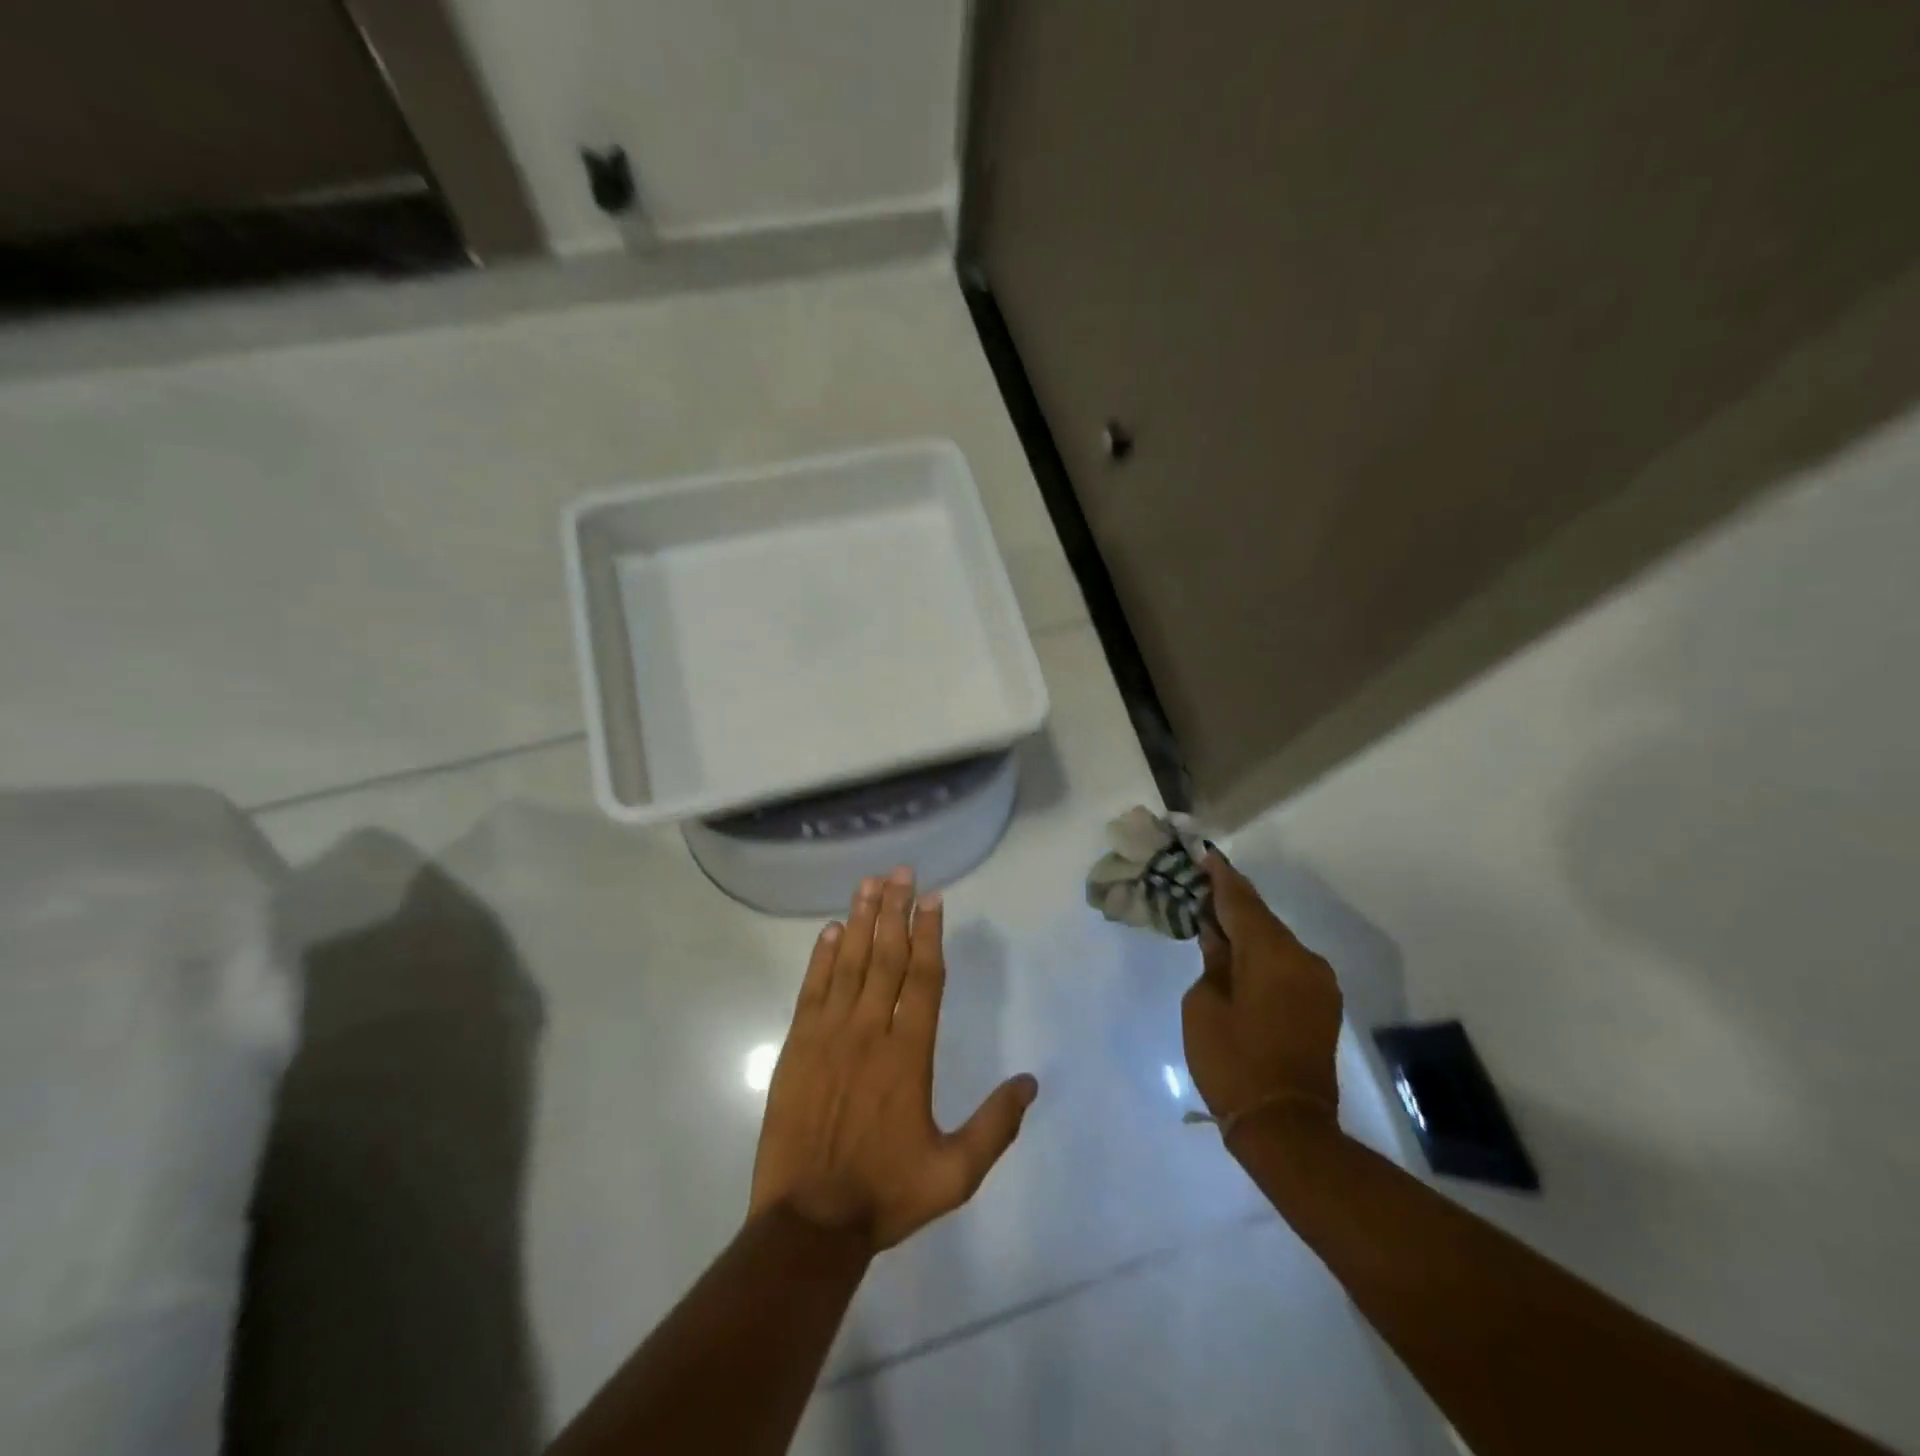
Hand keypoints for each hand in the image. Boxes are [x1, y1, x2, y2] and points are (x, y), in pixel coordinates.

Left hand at [749, 867, 1039, 1250]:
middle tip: (902, 871)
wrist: (807, 1222)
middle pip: (887, 957)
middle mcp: (870, 1032)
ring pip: (850, 964)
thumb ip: (995, 1126)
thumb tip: (1030, 1083)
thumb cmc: (885, 1194)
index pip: (923, 979)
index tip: (933, 899)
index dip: (929, 934)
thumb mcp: (955, 1174)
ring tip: (870, 882)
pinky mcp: (797, 1046)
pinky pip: (813, 989)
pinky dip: (822, 957)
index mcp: (909, 1055)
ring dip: (862, 920)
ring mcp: (829, 1035)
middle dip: (896, 910)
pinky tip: (831, 930)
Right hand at [1182, 855, 1341, 1139]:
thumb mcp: (1204, 1005)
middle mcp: (1303, 959)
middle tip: (1200, 884)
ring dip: (1246, 928)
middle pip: (1262, 918)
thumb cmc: (1232, 1061)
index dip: (1220, 878)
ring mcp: (1318, 982)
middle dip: (1231, 900)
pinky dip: (1261, 952)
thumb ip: (1214, 961)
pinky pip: (1286, 962)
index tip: (1204, 855)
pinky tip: (1238, 952)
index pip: (1241, 902)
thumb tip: (1219, 938)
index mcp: (1273, 954)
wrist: (1285, 1126)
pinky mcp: (1321, 1003)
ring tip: (1213, 918)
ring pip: (1275, 940)